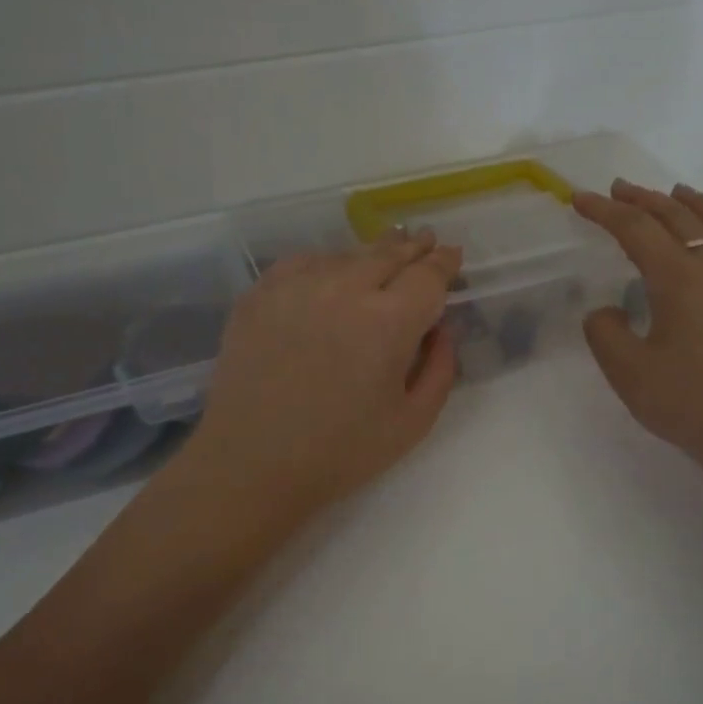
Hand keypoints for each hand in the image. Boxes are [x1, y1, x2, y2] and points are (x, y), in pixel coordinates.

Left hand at [177, 231, 463, 525]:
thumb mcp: (413, 422)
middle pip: (388, 253)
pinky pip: (302, 263)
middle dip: (412, 246)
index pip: (427, 275)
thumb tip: (440, 329)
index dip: (444, 263)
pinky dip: (325, 263)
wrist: (250, 463)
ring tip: (383, 253)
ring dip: (370, 254)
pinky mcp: (260, 294)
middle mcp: (344, 288)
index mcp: (389, 321)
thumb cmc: (340, 452)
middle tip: (424, 240)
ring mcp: (296, 286)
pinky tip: (330, 272)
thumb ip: (440, 369)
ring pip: (345, 255)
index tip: (452, 256)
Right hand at [575, 179, 702, 480]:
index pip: (637, 231)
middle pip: (680, 219)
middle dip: (646, 199)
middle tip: (620, 189)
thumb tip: (606, 311)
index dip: (605, 212)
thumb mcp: (628, 372)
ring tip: (679, 192)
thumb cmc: (689, 403)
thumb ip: (605, 333)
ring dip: (696, 204)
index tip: (580, 199)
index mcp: (680, 280)